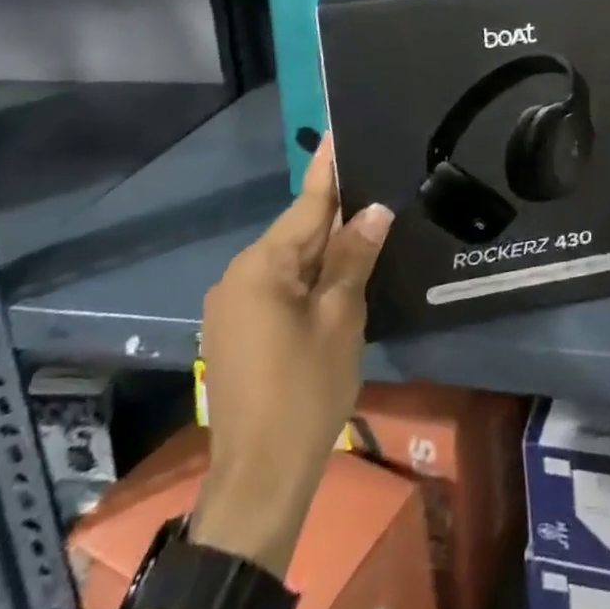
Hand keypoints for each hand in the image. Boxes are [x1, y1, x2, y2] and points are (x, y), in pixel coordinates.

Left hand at [191, 133, 393, 574]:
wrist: (259, 478)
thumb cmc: (305, 391)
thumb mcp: (340, 318)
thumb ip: (354, 257)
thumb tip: (374, 209)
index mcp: (262, 266)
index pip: (307, 204)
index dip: (329, 168)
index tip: (338, 130)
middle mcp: (239, 275)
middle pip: (299, 232)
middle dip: (337, 215)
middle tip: (376, 184)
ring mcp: (233, 304)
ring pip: (290, 261)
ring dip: (326, 249)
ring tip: (368, 225)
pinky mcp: (236, 330)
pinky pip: (279, 286)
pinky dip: (310, 277)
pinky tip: (340, 273)